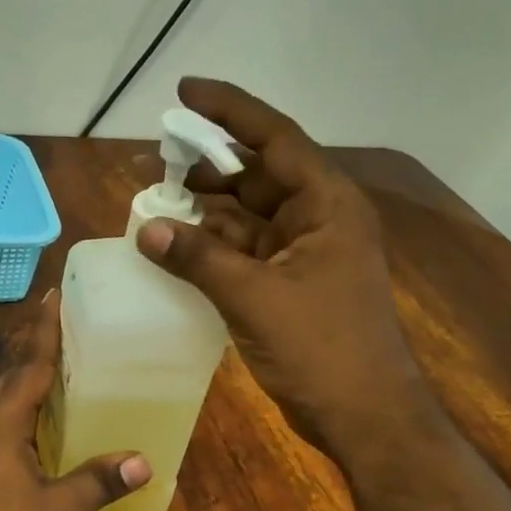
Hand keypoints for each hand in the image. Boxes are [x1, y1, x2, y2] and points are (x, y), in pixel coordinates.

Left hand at [0, 291, 149, 510]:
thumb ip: (100, 480)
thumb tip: (142, 460)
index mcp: (0, 427)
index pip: (29, 367)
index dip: (45, 332)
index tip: (54, 297)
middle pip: (9, 380)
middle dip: (34, 353)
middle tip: (65, 331)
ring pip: (0, 405)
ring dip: (25, 383)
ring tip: (58, 370)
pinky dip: (21, 414)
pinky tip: (42, 427)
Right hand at [135, 77, 414, 456]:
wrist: (364, 416)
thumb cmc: (321, 348)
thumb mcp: (254, 297)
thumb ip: (198, 258)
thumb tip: (146, 229)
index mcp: (327, 204)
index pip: (275, 139)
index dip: (229, 112)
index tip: (183, 93)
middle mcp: (318, 219)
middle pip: (258, 175)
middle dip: (209, 168)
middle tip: (157, 163)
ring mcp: (305, 254)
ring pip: (248, 217)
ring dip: (206, 212)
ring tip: (156, 206)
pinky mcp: (291, 286)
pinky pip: (246, 253)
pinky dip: (213, 249)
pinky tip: (176, 248)